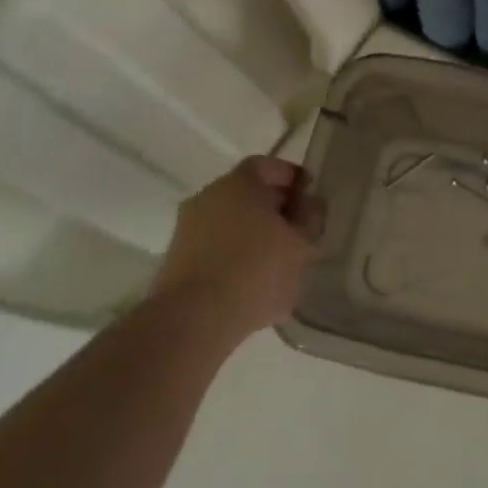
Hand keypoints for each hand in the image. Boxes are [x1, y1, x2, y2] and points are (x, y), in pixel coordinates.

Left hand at [151, 156, 317, 342]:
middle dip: (275, 208)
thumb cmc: (256, 271)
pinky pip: (215, 248)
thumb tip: (309, 206)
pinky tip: (253, 282)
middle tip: (298, 230)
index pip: (269, 166)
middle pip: (248, 193)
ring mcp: (188, 229)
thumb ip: (311, 220)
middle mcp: (209, 196)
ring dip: (254, 235)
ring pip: (230, 222)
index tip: (310, 198)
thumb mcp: (301, 245)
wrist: (192, 322)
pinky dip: (235, 256)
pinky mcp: (176, 261)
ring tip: (278, 261)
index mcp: (240, 182)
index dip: (292, 179)